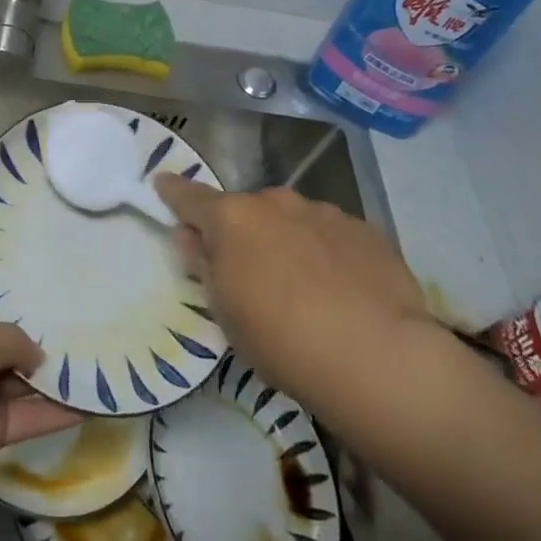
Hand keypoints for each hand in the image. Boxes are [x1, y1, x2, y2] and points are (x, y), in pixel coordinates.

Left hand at [0, 241, 77, 534]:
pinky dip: (57, 409)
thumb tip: (39, 355)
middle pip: (1, 314)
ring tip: (99, 335)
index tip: (26, 227)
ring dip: (52, 360)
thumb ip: (13, 339)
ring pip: (20, 366)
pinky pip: (29, 411)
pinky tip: (96, 399)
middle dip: (35, 303)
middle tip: (80, 280)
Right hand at [153, 176, 441, 420]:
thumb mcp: (225, 312)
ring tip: (306, 290)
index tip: (162, 183)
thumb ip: (203, 265)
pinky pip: (333, 236)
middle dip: (244, 233)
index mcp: (233, 218)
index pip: (190, 196)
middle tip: (251, 274)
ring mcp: (325, 212)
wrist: (377, 357)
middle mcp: (276, 202)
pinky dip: (329, 254)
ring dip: (288, 242)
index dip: (173, 191)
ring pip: (293, 221)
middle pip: (248, 211)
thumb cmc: (281, 339)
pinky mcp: (367, 231)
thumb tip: (189, 235)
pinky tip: (344, 292)